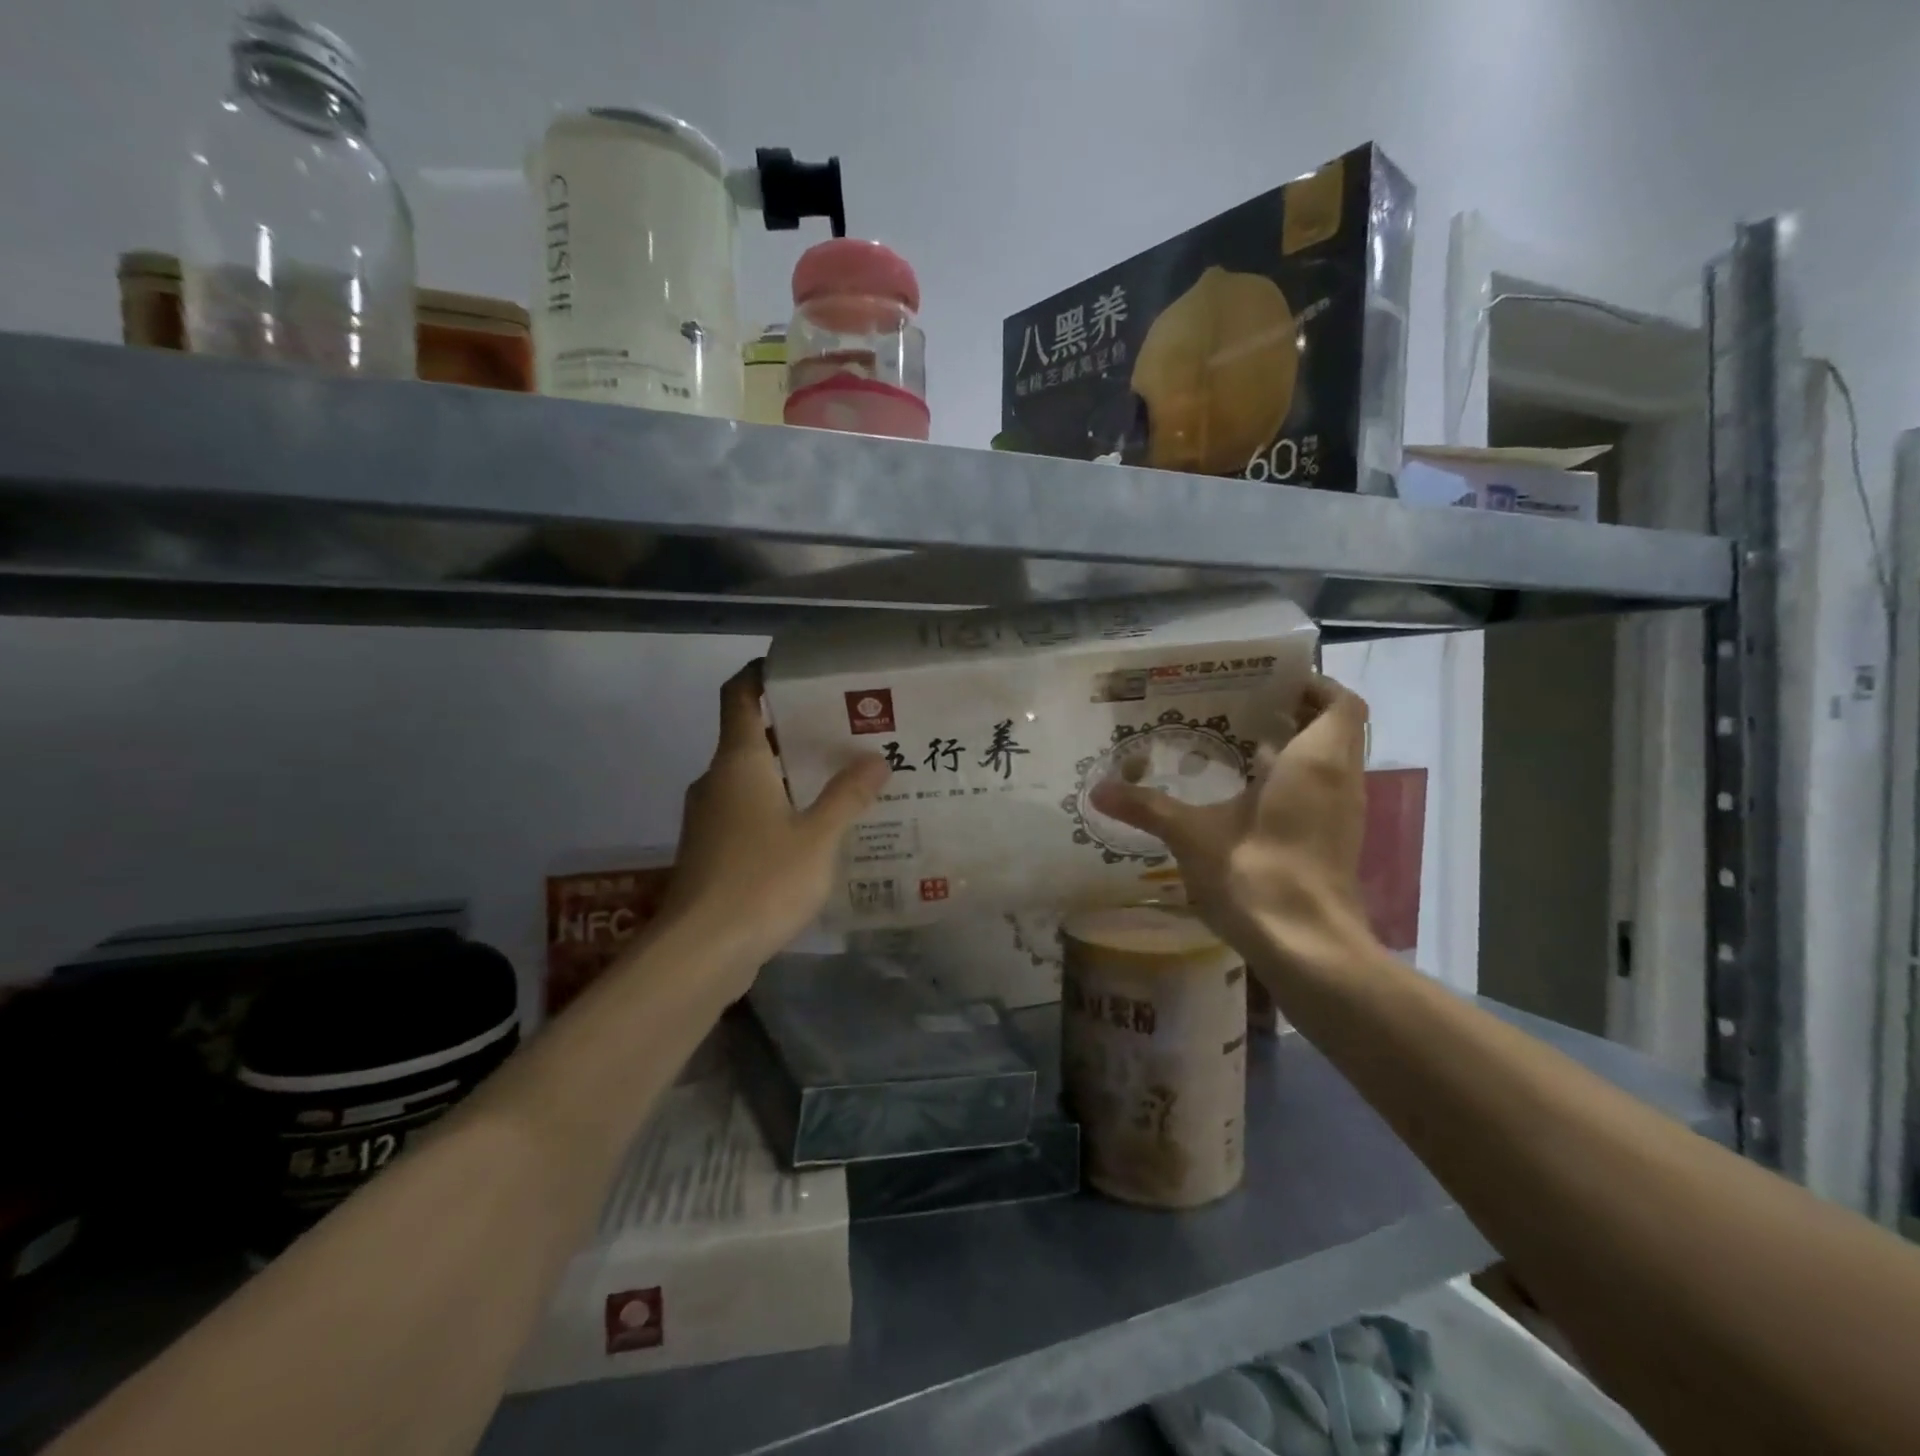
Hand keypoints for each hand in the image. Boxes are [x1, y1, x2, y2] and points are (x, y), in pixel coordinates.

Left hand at [658, 661, 888, 977]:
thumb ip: (848, 795)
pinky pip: (748, 814)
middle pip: (752, 738)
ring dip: (790, 776)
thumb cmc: (761, 880)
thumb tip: (878, 757)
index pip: (739, 696)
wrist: (701, 952)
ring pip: (752, 780)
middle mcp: (717, 781)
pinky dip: (779, 810)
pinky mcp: (711, 852)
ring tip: (841, 780)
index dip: (761, 675)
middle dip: (796, 732)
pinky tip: (816, 831)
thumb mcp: (818, 836)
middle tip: (846, 732)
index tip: (797, 670)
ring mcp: (709, 819)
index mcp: (738, 762)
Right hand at [1089, 674, 1376, 980]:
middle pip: (1335, 729)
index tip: (1270, 681)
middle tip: (1243, 707)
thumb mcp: (1193, 835)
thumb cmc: (1257, 874)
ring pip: (1329, 764)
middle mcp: (1340, 781)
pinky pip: (1321, 793)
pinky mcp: (1336, 844)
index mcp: (1316, 762)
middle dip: (1296, 713)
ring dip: (1295, 750)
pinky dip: (1294, 782)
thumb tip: (1098, 790)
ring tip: (1238, 744)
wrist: (1309, 949)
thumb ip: (1147, 807)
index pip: (1340, 702)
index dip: (1313, 685)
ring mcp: (1343, 815)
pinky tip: (1246, 795)